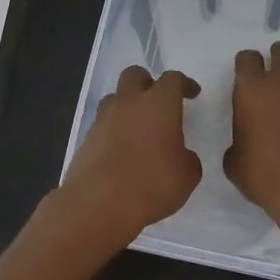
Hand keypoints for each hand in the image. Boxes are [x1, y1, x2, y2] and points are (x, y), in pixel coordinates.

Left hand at [50, 66, 202, 258]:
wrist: (98, 204)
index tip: (192, 93)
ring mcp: (104, 119)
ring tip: (138, 126)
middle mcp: (129, 103)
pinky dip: (114, 129)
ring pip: (115, 97)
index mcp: (159, 104)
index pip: (172, 79)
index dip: (184, 84)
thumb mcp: (187, 175)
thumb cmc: (151, 184)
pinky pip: (103, 123)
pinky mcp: (87, 138)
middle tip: (159, 101)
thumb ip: (187, 158)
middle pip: (135, 75)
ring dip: (127, 104)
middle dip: (148, 82)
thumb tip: (180, 155)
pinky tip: (122, 150)